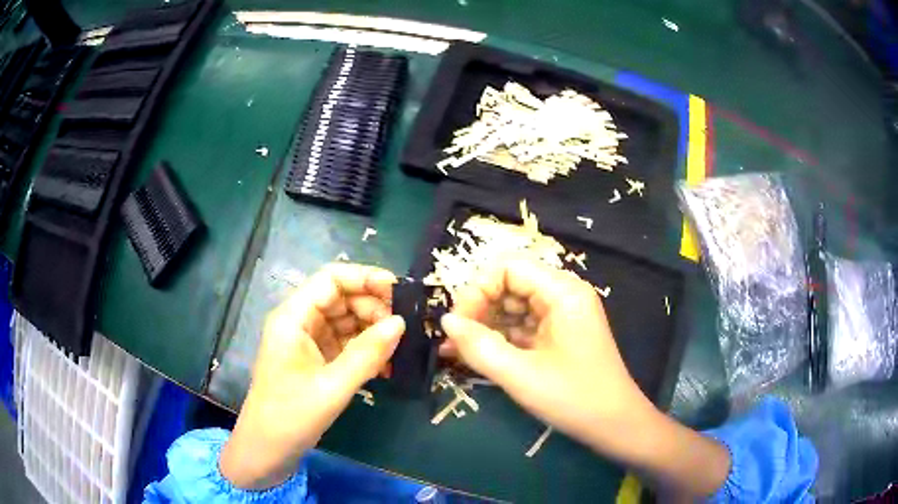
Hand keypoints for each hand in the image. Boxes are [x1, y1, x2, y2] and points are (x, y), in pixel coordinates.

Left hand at [220, 264, 404, 489]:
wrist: (267, 450)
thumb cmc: (291, 416)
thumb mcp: (332, 387)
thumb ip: (367, 354)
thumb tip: (401, 323)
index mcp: (293, 317)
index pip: (331, 279)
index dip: (366, 278)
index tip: (400, 292)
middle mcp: (300, 322)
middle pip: (341, 298)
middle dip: (374, 308)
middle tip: (405, 328)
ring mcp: (307, 342)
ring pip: (346, 321)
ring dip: (373, 331)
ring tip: (400, 348)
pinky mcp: (315, 361)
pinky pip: (345, 344)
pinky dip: (366, 350)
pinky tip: (386, 366)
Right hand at [439, 258, 655, 459]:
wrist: (614, 425)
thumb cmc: (573, 398)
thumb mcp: (521, 375)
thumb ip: (479, 347)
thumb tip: (446, 322)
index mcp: (562, 292)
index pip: (508, 268)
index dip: (477, 290)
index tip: (458, 324)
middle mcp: (563, 295)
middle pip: (509, 284)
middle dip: (479, 309)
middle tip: (455, 340)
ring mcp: (561, 315)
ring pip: (513, 307)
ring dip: (485, 326)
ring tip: (456, 351)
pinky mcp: (557, 335)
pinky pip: (522, 327)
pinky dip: (499, 339)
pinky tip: (476, 355)